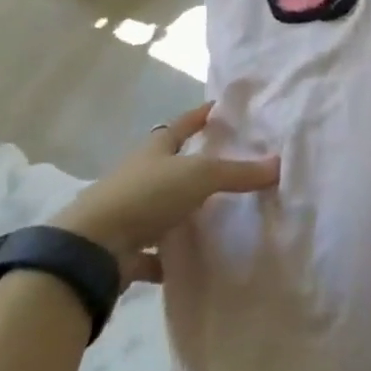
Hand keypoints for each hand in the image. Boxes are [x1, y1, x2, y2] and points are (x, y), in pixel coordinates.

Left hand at [50, 102, 277, 286]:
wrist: (91, 249)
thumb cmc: (145, 196)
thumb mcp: (200, 176)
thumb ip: (239, 172)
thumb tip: (279, 164)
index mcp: (154, 150)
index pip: (181, 125)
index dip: (201, 116)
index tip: (220, 108)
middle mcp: (140, 177)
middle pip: (171, 166)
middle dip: (196, 164)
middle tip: (230, 165)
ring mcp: (130, 214)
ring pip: (164, 208)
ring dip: (185, 212)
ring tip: (221, 216)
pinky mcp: (125, 250)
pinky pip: (155, 252)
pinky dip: (171, 257)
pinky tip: (193, 262)